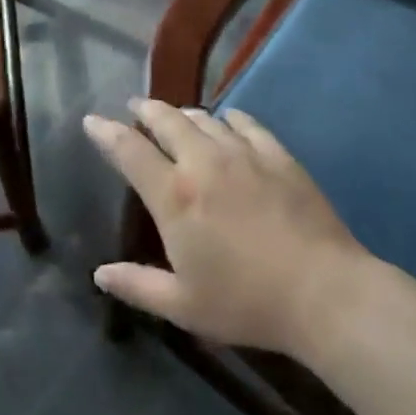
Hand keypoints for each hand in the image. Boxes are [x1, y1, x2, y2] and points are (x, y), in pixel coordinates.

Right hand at [85, 99, 366, 356]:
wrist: (323, 292)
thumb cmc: (246, 303)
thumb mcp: (183, 306)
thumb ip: (137, 286)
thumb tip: (99, 274)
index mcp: (174, 196)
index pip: (129, 150)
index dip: (106, 132)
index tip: (92, 120)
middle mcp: (202, 161)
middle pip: (166, 120)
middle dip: (145, 110)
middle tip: (136, 108)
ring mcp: (242, 152)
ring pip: (204, 118)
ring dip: (184, 114)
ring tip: (178, 117)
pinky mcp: (277, 154)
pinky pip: (246, 123)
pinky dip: (229, 118)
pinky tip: (229, 121)